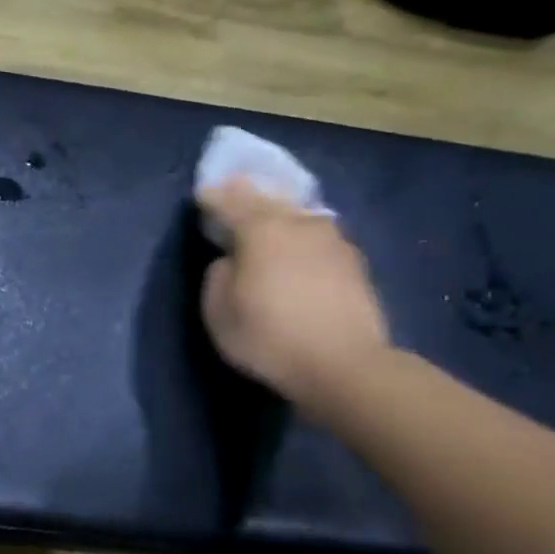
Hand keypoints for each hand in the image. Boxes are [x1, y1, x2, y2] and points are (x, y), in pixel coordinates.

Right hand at [196, 178, 390, 414]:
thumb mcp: (218, 311)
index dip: (212, 197)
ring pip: (298, 214)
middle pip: (269, 199)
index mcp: (261, 229)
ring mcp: (332, 240)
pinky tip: (298, 244)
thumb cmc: (269, 337)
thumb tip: (230, 260)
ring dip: (280, 211)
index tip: (201, 195)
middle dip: (248, 193)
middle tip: (233, 188)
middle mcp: (298, 224)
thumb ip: (218, 275)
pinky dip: (302, 234)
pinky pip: (318, 235)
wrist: (344, 365)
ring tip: (268, 214)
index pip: (230, 201)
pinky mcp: (353, 262)